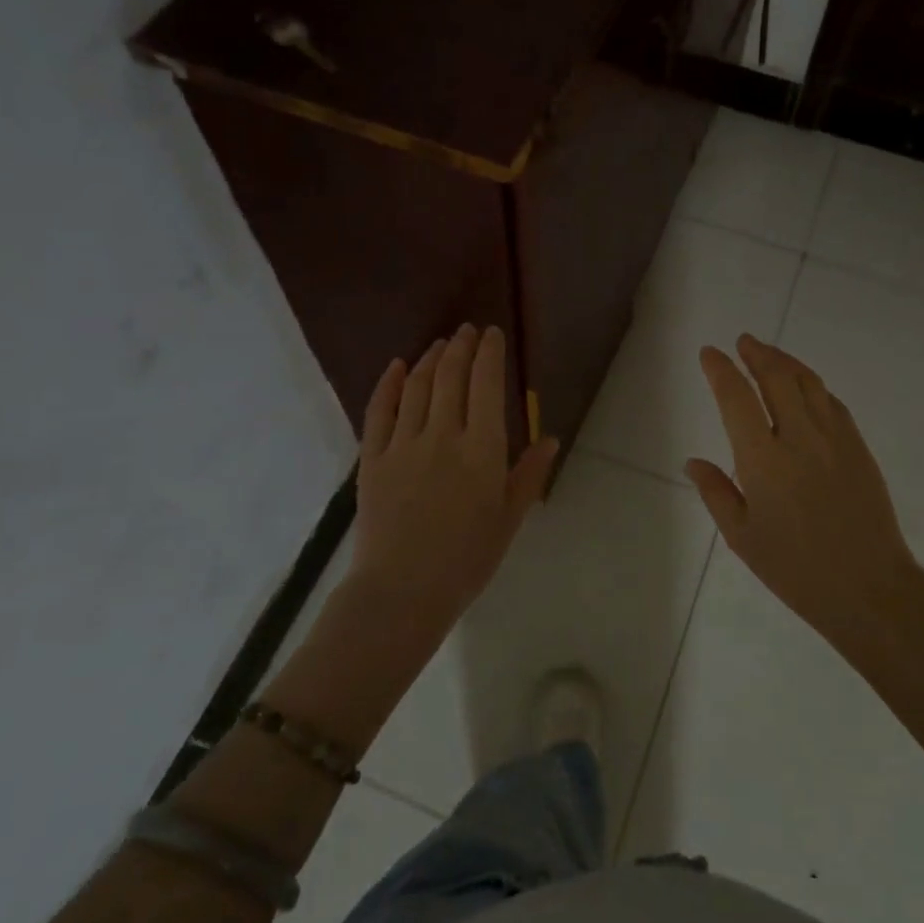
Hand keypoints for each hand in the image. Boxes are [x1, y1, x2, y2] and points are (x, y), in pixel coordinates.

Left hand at [349, 324, 558, 632]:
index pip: (486, 385)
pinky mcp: (372, 458)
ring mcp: (403, 444)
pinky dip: (389, 384)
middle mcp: (443, 435)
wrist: (402, 592)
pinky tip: (398, 366)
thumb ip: (529, 475)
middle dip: (461, 347)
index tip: (492, 334)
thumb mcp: (508, 519)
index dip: (489, 354)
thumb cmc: (466, 560)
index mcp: (482, 450)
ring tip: (440, 344)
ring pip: (418, 387)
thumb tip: (550, 438)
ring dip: (431, 359)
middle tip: (467, 331)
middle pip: (451, 377)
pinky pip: (379, 411)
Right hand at [685, 334, 923, 649]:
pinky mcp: (858, 447)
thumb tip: (693, 461)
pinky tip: (805, 387)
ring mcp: (834, 439)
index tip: (710, 353)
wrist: (869, 588)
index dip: (721, 370)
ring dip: (785, 362)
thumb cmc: (795, 569)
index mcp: (763, 459)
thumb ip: (715, 492)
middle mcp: (799, 437)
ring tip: (769, 354)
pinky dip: (813, 385)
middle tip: (743, 342)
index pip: (736, 398)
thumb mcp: (742, 537)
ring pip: (808, 382)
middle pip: (777, 377)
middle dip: (757, 354)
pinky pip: (832, 402)